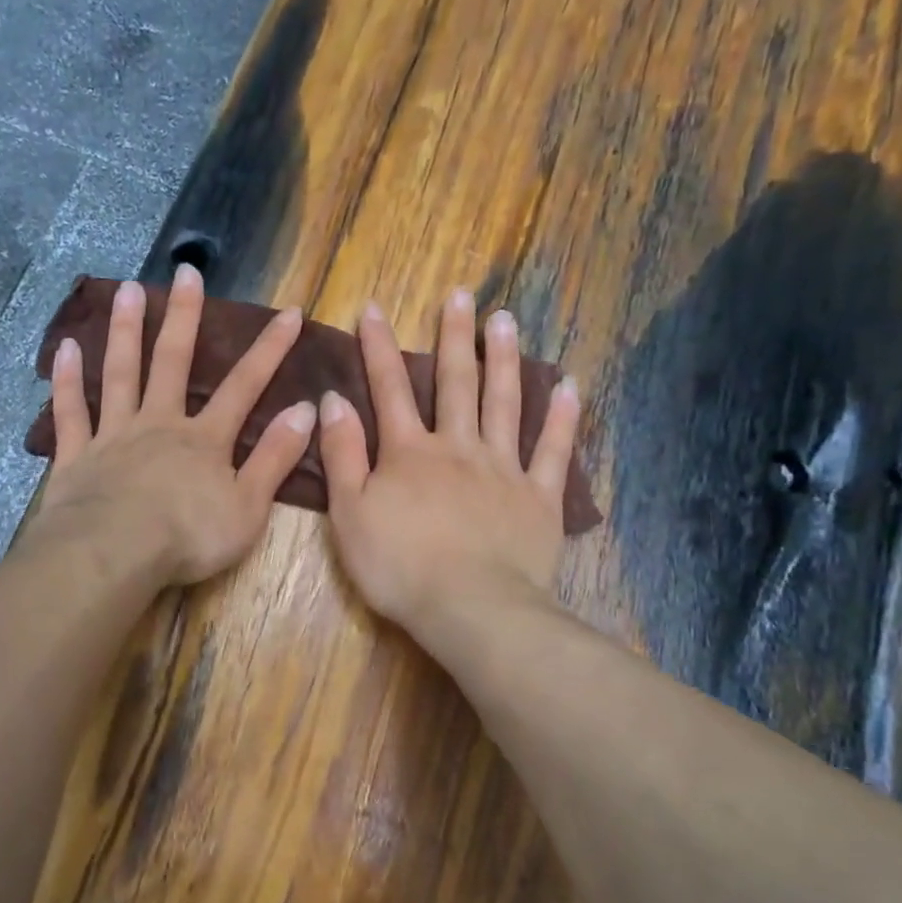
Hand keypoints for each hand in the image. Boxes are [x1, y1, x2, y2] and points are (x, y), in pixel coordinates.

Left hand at [28, 267, 316, 585]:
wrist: (113, 555)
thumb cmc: (187, 538)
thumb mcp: (248, 506)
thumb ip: (275, 458)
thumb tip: (306, 410)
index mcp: (204, 439)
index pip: (244, 386)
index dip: (270, 349)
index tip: (289, 312)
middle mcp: (159, 424)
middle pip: (172, 361)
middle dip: (183, 316)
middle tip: (186, 272)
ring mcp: (114, 435)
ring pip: (120, 373)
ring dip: (124, 330)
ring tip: (126, 289)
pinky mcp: (76, 455)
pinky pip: (71, 411)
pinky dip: (67, 380)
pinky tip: (65, 348)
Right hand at [318, 289, 580, 645]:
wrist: (470, 608)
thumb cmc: (399, 566)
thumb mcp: (349, 513)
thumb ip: (342, 455)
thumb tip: (333, 401)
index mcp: (409, 453)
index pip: (390, 389)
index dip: (378, 348)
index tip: (373, 309)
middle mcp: (458, 447)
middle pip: (456, 383)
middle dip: (455, 336)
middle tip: (462, 294)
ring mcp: (504, 469)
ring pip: (505, 403)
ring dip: (504, 359)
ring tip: (506, 320)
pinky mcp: (539, 498)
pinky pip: (553, 451)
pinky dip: (561, 418)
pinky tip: (568, 386)